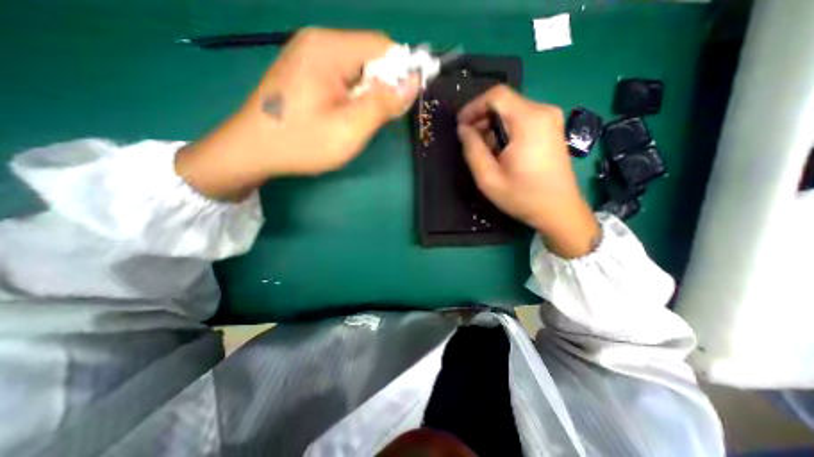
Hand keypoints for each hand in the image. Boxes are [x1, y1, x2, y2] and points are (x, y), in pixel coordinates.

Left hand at [179, 26, 419, 199]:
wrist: (253, 150)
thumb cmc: (302, 143)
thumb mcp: (350, 129)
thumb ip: (383, 104)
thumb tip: (413, 82)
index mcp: (329, 50)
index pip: (382, 47)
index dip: (401, 72)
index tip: (402, 103)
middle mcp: (318, 42)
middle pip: (370, 55)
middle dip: (382, 86)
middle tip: (373, 119)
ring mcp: (309, 55)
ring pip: (358, 68)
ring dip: (368, 93)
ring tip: (357, 120)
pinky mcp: (306, 70)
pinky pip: (343, 76)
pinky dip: (353, 95)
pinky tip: (344, 114)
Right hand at [458, 83, 595, 256]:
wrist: (559, 211)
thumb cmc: (523, 197)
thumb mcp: (488, 178)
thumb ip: (472, 150)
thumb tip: (463, 129)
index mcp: (528, 121)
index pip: (495, 95)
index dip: (473, 107)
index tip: (460, 126)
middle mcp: (543, 112)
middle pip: (504, 101)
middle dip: (481, 118)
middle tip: (469, 141)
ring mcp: (551, 119)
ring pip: (511, 110)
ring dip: (492, 126)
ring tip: (483, 150)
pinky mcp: (551, 128)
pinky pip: (522, 119)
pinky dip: (505, 129)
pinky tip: (500, 150)